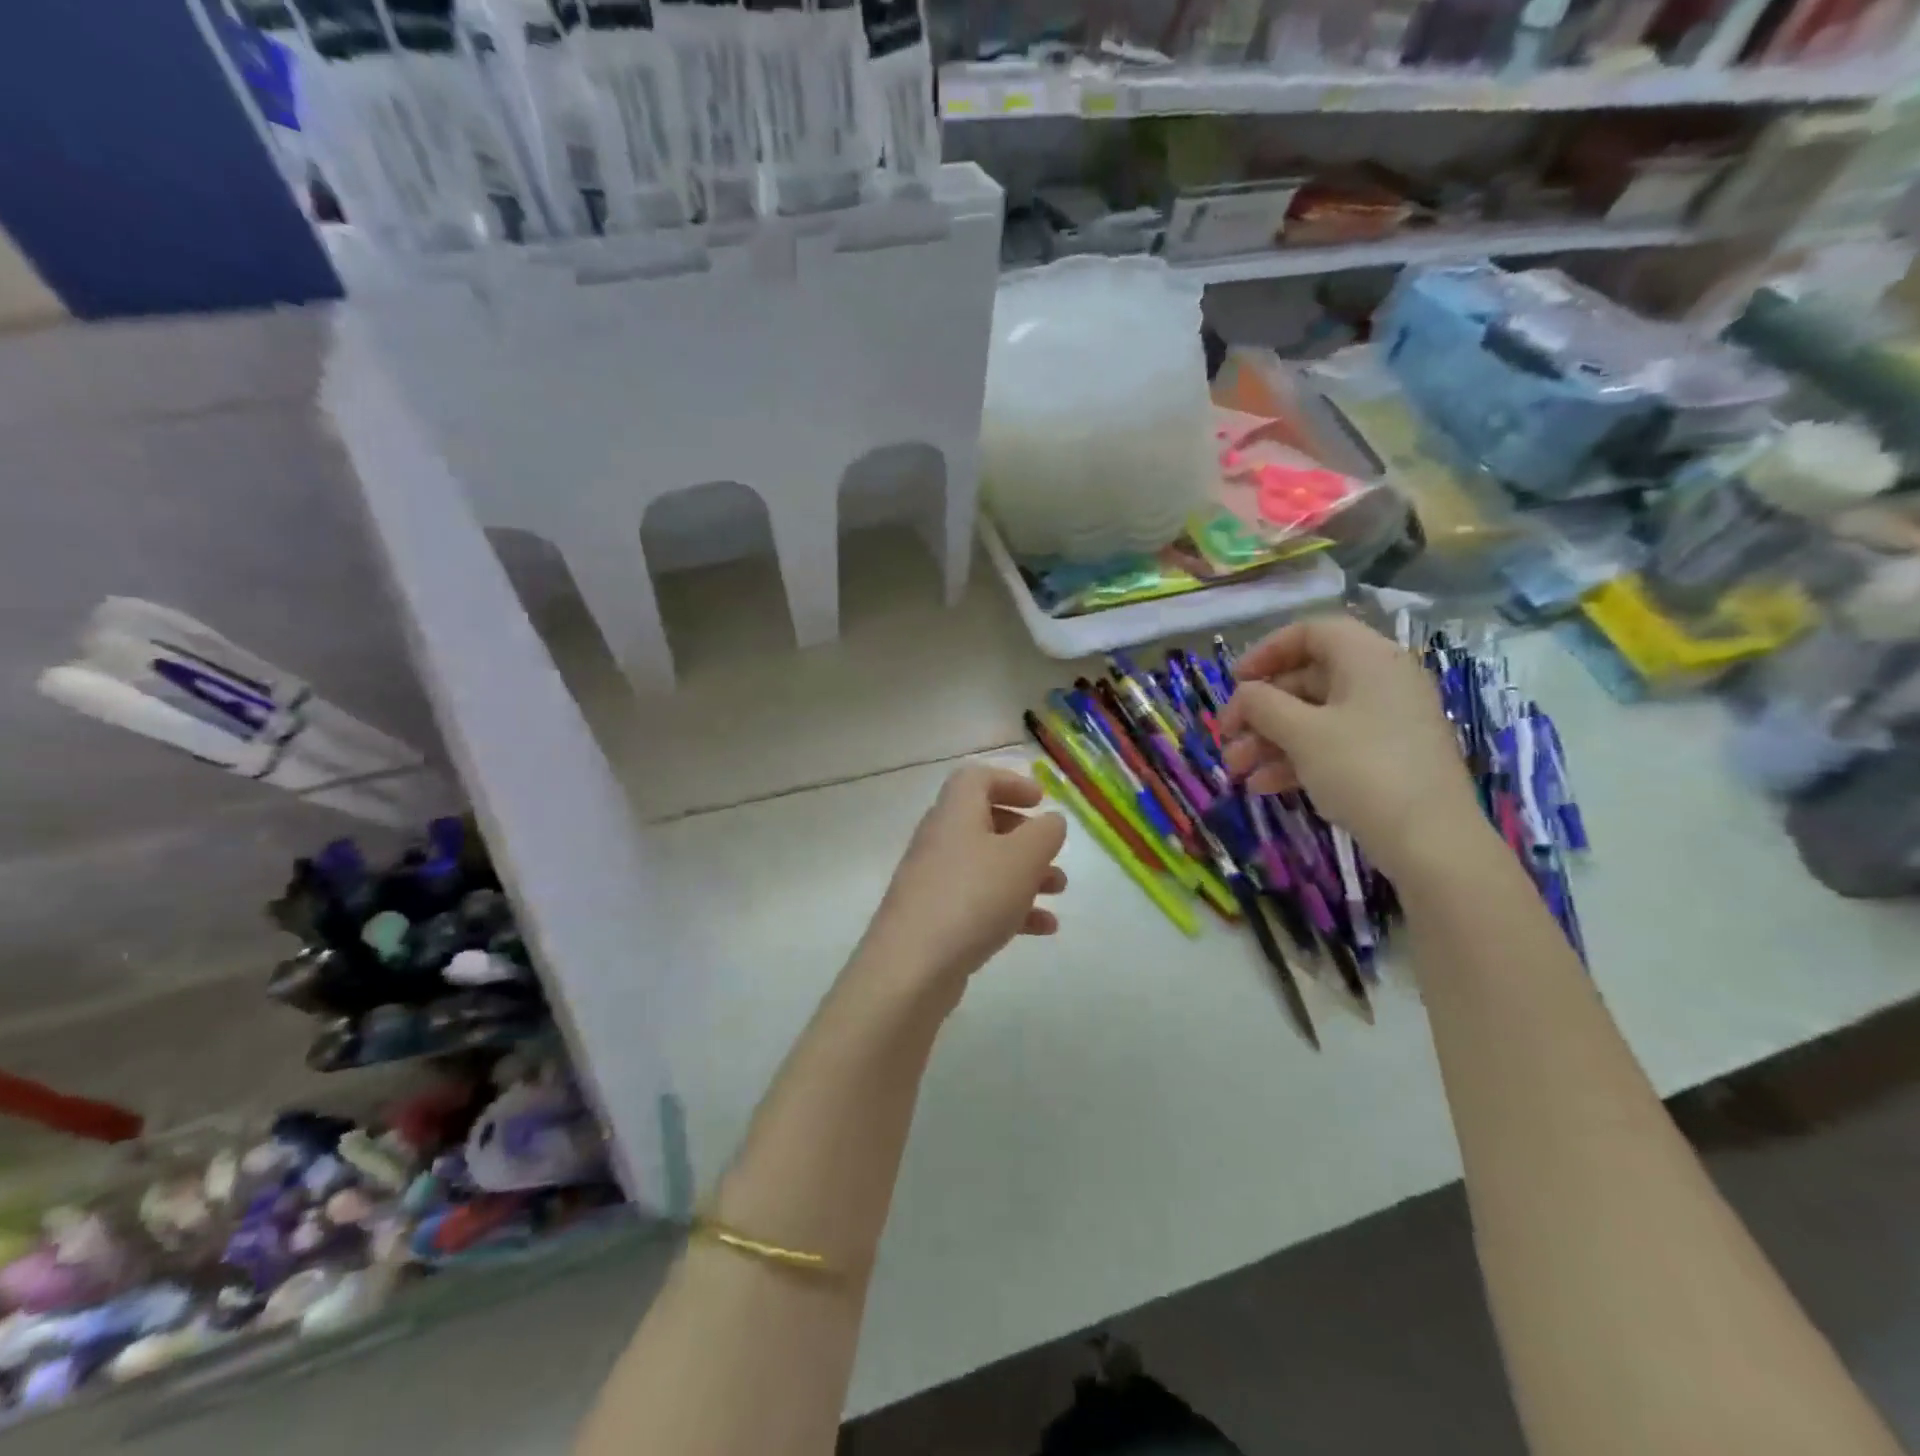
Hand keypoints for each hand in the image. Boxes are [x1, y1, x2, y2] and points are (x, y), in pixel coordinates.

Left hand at [859, 764, 1067, 997]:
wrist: (911, 966)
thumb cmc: (972, 897)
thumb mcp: (1022, 858)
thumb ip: (1044, 833)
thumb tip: (1050, 821)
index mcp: (955, 813)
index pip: (976, 778)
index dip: (1010, 782)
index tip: (1040, 800)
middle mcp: (940, 840)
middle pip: (983, 821)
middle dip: (1024, 834)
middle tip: (1051, 849)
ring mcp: (934, 880)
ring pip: (985, 864)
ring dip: (1024, 873)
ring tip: (1058, 890)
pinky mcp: (935, 917)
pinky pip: (978, 900)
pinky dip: (1011, 907)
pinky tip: (1042, 928)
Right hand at [1219, 615, 1481, 877]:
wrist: (1431, 842)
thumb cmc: (1363, 770)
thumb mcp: (1301, 733)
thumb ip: (1262, 704)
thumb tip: (1245, 693)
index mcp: (1368, 659)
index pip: (1310, 632)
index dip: (1266, 652)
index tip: (1235, 682)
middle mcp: (1381, 681)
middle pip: (1306, 679)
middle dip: (1259, 710)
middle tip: (1227, 737)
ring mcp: (1387, 722)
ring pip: (1314, 717)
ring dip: (1269, 740)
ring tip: (1236, 771)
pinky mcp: (1387, 757)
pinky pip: (1332, 744)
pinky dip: (1295, 759)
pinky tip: (1264, 787)